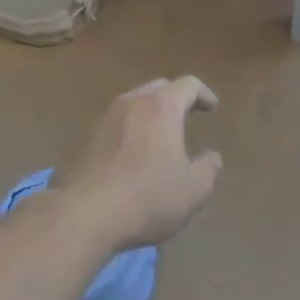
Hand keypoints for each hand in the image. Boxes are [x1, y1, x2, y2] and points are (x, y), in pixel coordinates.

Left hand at [58, 78, 221, 250]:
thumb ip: (208, 168)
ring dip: (151, 112)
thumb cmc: (149, 197)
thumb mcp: (194, 189)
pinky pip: (117, 122)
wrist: (86, 215)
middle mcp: (132, 103)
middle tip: (188, 115)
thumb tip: (212, 157)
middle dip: (176, 98)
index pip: (188, 85)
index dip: (204, 94)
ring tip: (161, 134)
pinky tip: (135, 152)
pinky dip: (132, 128)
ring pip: (134, 103)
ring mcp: (105, 118)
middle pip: (158, 88)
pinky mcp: (87, 138)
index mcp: (162, 107)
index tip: (212, 108)